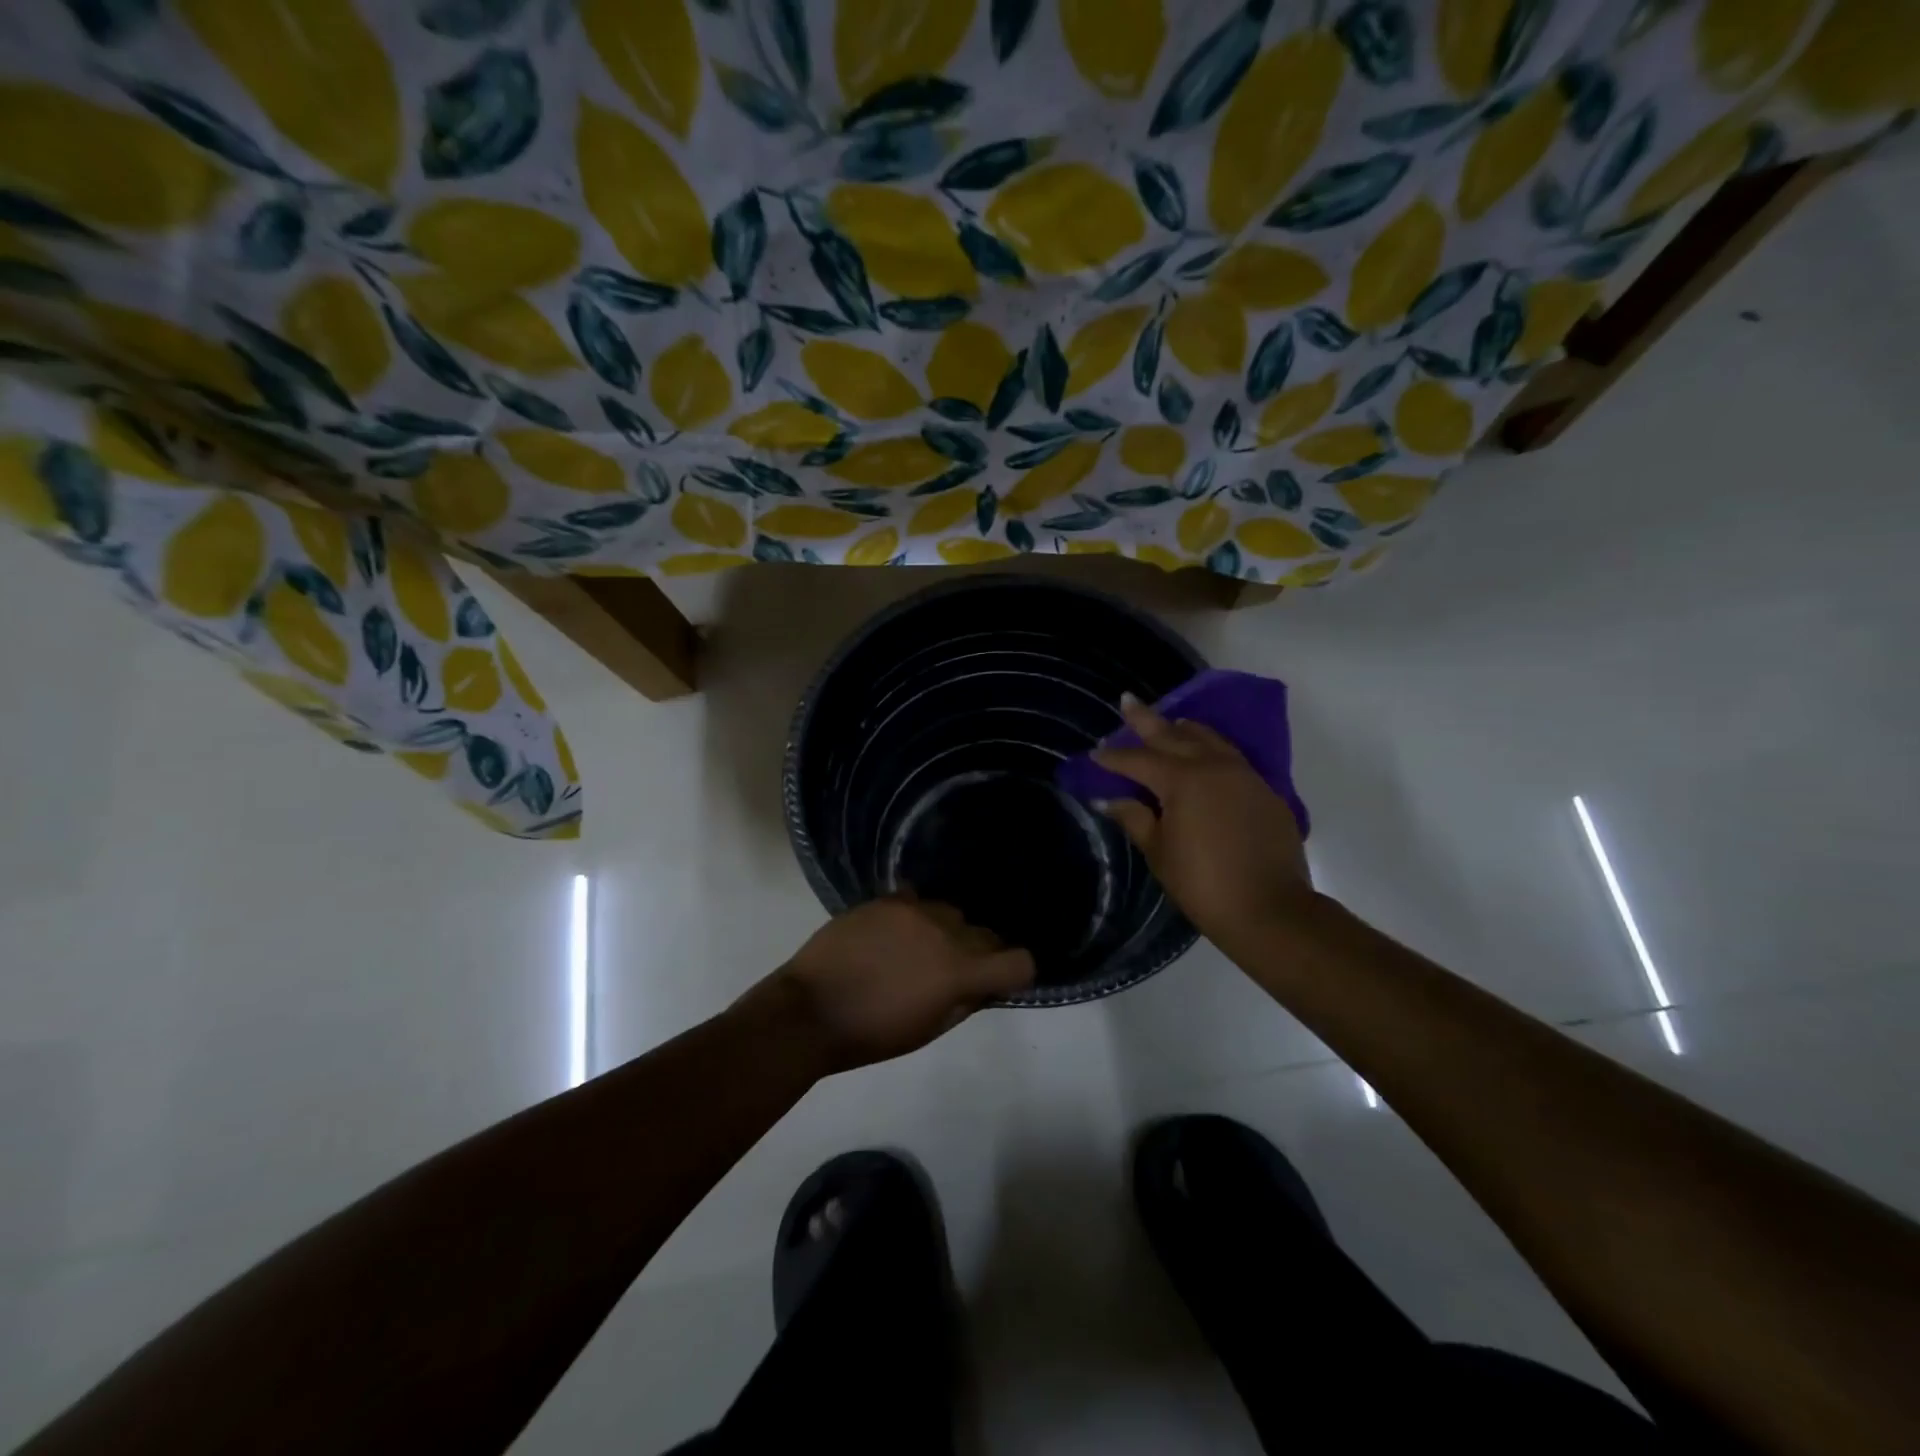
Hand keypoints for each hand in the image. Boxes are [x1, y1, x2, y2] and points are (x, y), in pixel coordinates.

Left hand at [741, 897, 1034, 1074]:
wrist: (810, 1010)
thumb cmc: (872, 1034)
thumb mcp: (928, 1030)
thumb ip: (965, 1002)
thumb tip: (985, 984)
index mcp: (959, 972)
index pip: (1019, 961)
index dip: (1016, 971)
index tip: (1001, 979)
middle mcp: (945, 933)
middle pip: (985, 934)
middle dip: (979, 952)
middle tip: (952, 970)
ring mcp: (914, 910)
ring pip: (951, 912)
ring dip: (946, 930)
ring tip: (918, 948)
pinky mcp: (886, 899)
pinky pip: (916, 898)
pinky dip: (915, 914)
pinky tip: (896, 930)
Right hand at [1092, 694, 1314, 947]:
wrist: (1270, 909)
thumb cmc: (1203, 883)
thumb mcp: (1159, 852)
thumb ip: (1134, 818)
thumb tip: (1109, 800)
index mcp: (1181, 780)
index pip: (1138, 761)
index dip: (1113, 757)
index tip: (1095, 753)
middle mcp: (1213, 766)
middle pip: (1173, 735)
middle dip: (1146, 720)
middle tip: (1128, 701)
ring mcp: (1244, 775)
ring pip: (1209, 739)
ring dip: (1185, 729)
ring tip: (1172, 722)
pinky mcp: (1265, 791)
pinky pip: (1232, 757)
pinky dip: (1212, 748)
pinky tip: (1207, 755)